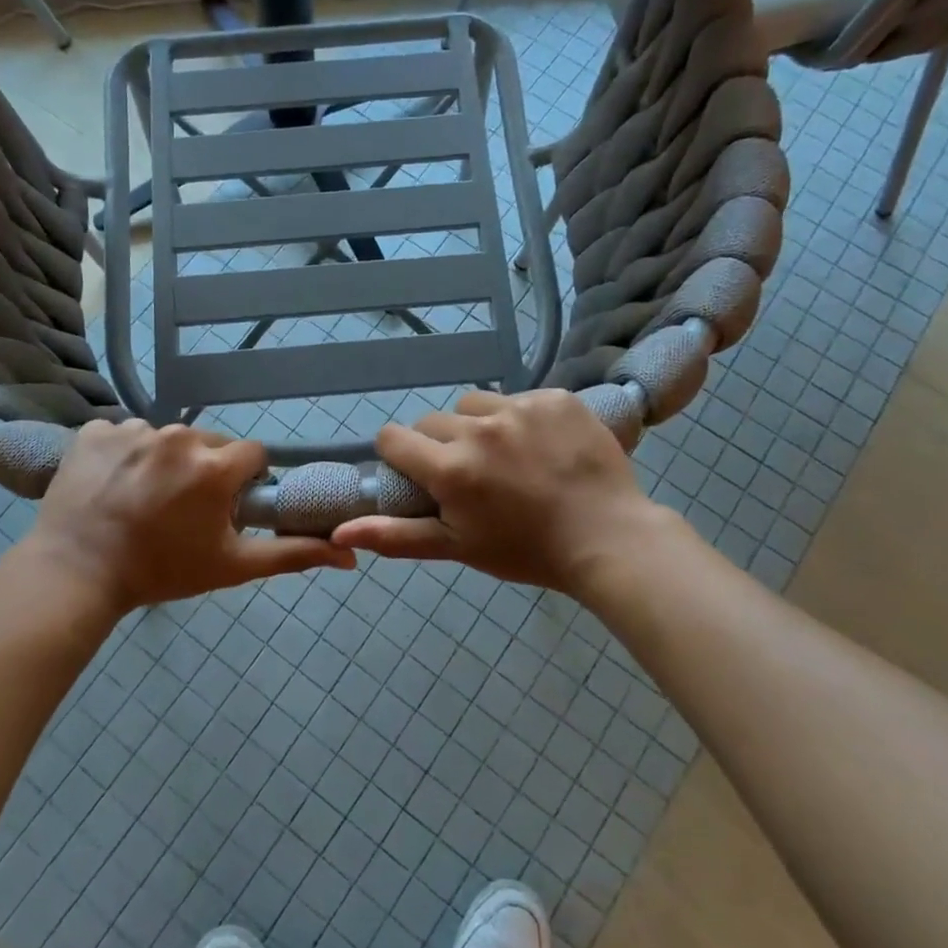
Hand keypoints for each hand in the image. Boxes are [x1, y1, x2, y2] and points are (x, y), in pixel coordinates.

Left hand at [20, 420, 354, 618]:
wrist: (77, 574)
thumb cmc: (162, 570)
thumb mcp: (232, 566)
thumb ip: (292, 554)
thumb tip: (350, 554)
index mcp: (215, 465)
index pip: (251, 455)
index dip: (244, 482)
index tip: (224, 507)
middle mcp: (178, 436)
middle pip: (209, 444)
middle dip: (205, 470)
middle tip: (182, 509)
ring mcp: (132, 429)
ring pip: (166, 439)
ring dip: (163, 462)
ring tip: (142, 500)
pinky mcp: (94, 430)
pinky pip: (123, 434)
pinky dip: (123, 455)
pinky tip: (111, 485)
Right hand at [331, 390, 670, 596]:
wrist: (608, 539)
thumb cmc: (525, 550)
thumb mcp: (456, 546)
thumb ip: (395, 535)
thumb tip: (340, 531)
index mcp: (450, 468)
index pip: (393, 437)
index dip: (399, 454)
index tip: (419, 473)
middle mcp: (479, 429)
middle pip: (434, 421)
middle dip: (441, 445)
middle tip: (472, 476)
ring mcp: (521, 407)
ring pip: (475, 405)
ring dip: (479, 427)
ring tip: (508, 458)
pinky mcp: (556, 397)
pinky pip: (519, 398)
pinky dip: (521, 418)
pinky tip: (543, 446)